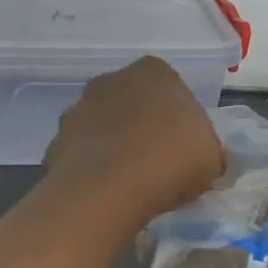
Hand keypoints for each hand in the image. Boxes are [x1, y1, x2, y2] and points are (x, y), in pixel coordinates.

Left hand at [44, 56, 225, 221]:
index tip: (184, 149)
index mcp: (154, 72)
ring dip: (113, 148)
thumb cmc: (171, 161)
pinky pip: (82, 155)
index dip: (178, 120)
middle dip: (142, 129)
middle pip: (132, 104)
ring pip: (103, 128)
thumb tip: (206, 160)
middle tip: (157, 166)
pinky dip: (91, 170)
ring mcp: (78, 109)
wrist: (108, 190)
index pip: (170, 88)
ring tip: (130, 185)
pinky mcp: (56, 141)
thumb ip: (208, 152)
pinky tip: (104, 195)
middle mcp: (111, 80)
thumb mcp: (211, 159)